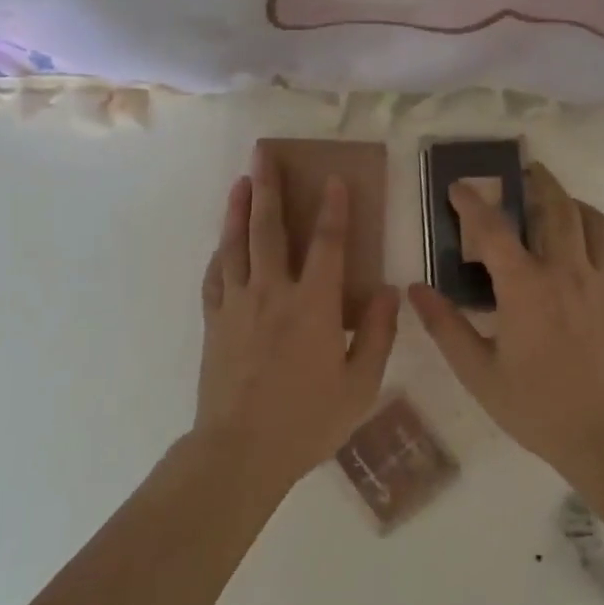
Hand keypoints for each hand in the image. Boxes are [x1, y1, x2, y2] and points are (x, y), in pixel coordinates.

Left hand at [196, 148, 399, 482]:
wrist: (240, 451)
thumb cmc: (307, 421)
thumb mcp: (360, 385)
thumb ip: (377, 334)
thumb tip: (389, 291)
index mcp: (312, 306)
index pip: (327, 244)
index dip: (332, 208)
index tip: (333, 178)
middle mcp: (271, 293)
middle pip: (268, 229)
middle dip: (268, 187)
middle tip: (263, 153)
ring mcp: (237, 305)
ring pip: (235, 244)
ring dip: (238, 209)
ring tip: (241, 181)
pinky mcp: (214, 321)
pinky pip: (215, 276)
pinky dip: (220, 253)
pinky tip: (222, 243)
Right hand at [409, 162, 603, 480]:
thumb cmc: (538, 407)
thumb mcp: (479, 372)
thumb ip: (445, 327)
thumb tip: (415, 289)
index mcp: (525, 287)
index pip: (492, 229)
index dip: (472, 202)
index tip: (459, 187)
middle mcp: (567, 271)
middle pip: (556, 206)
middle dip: (538, 181)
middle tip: (526, 171)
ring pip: (595, 222)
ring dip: (574, 204)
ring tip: (561, 204)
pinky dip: (603, 243)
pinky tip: (593, 255)